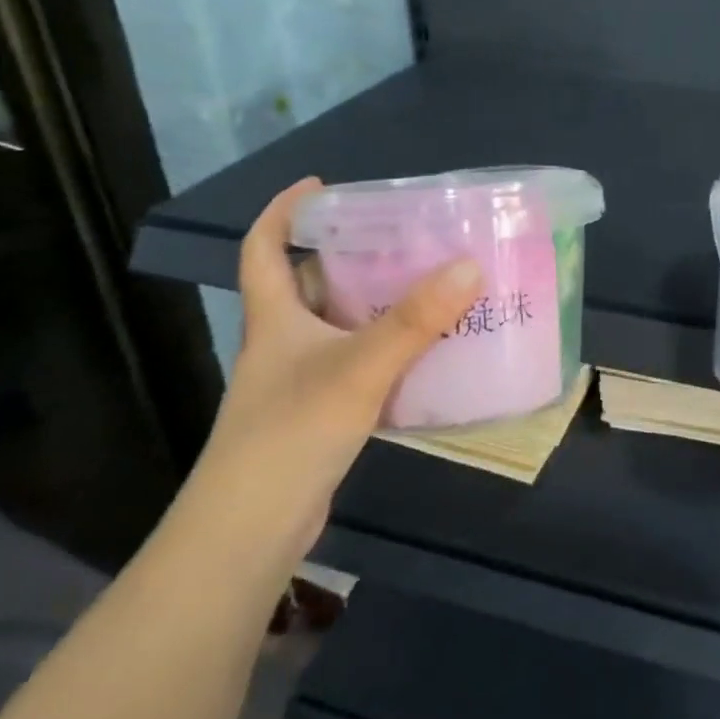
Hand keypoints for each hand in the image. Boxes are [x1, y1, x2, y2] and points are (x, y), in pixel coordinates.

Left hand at [189, 179, 481, 560]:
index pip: (263, 246)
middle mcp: (283, 341)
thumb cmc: (291, 434)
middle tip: (400, 235)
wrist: (250, 533)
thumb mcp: (358, 368)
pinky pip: (357, 362)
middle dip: (346, 253)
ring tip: (424, 282)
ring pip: (336, 324)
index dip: (284, 210)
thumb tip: (469, 265)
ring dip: (373, 302)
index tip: (321, 185)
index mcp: (274, 317)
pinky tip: (425, 350)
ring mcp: (300, 380)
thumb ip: (413, 320)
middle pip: (307, 281)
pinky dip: (385, 348)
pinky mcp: (321, 413)